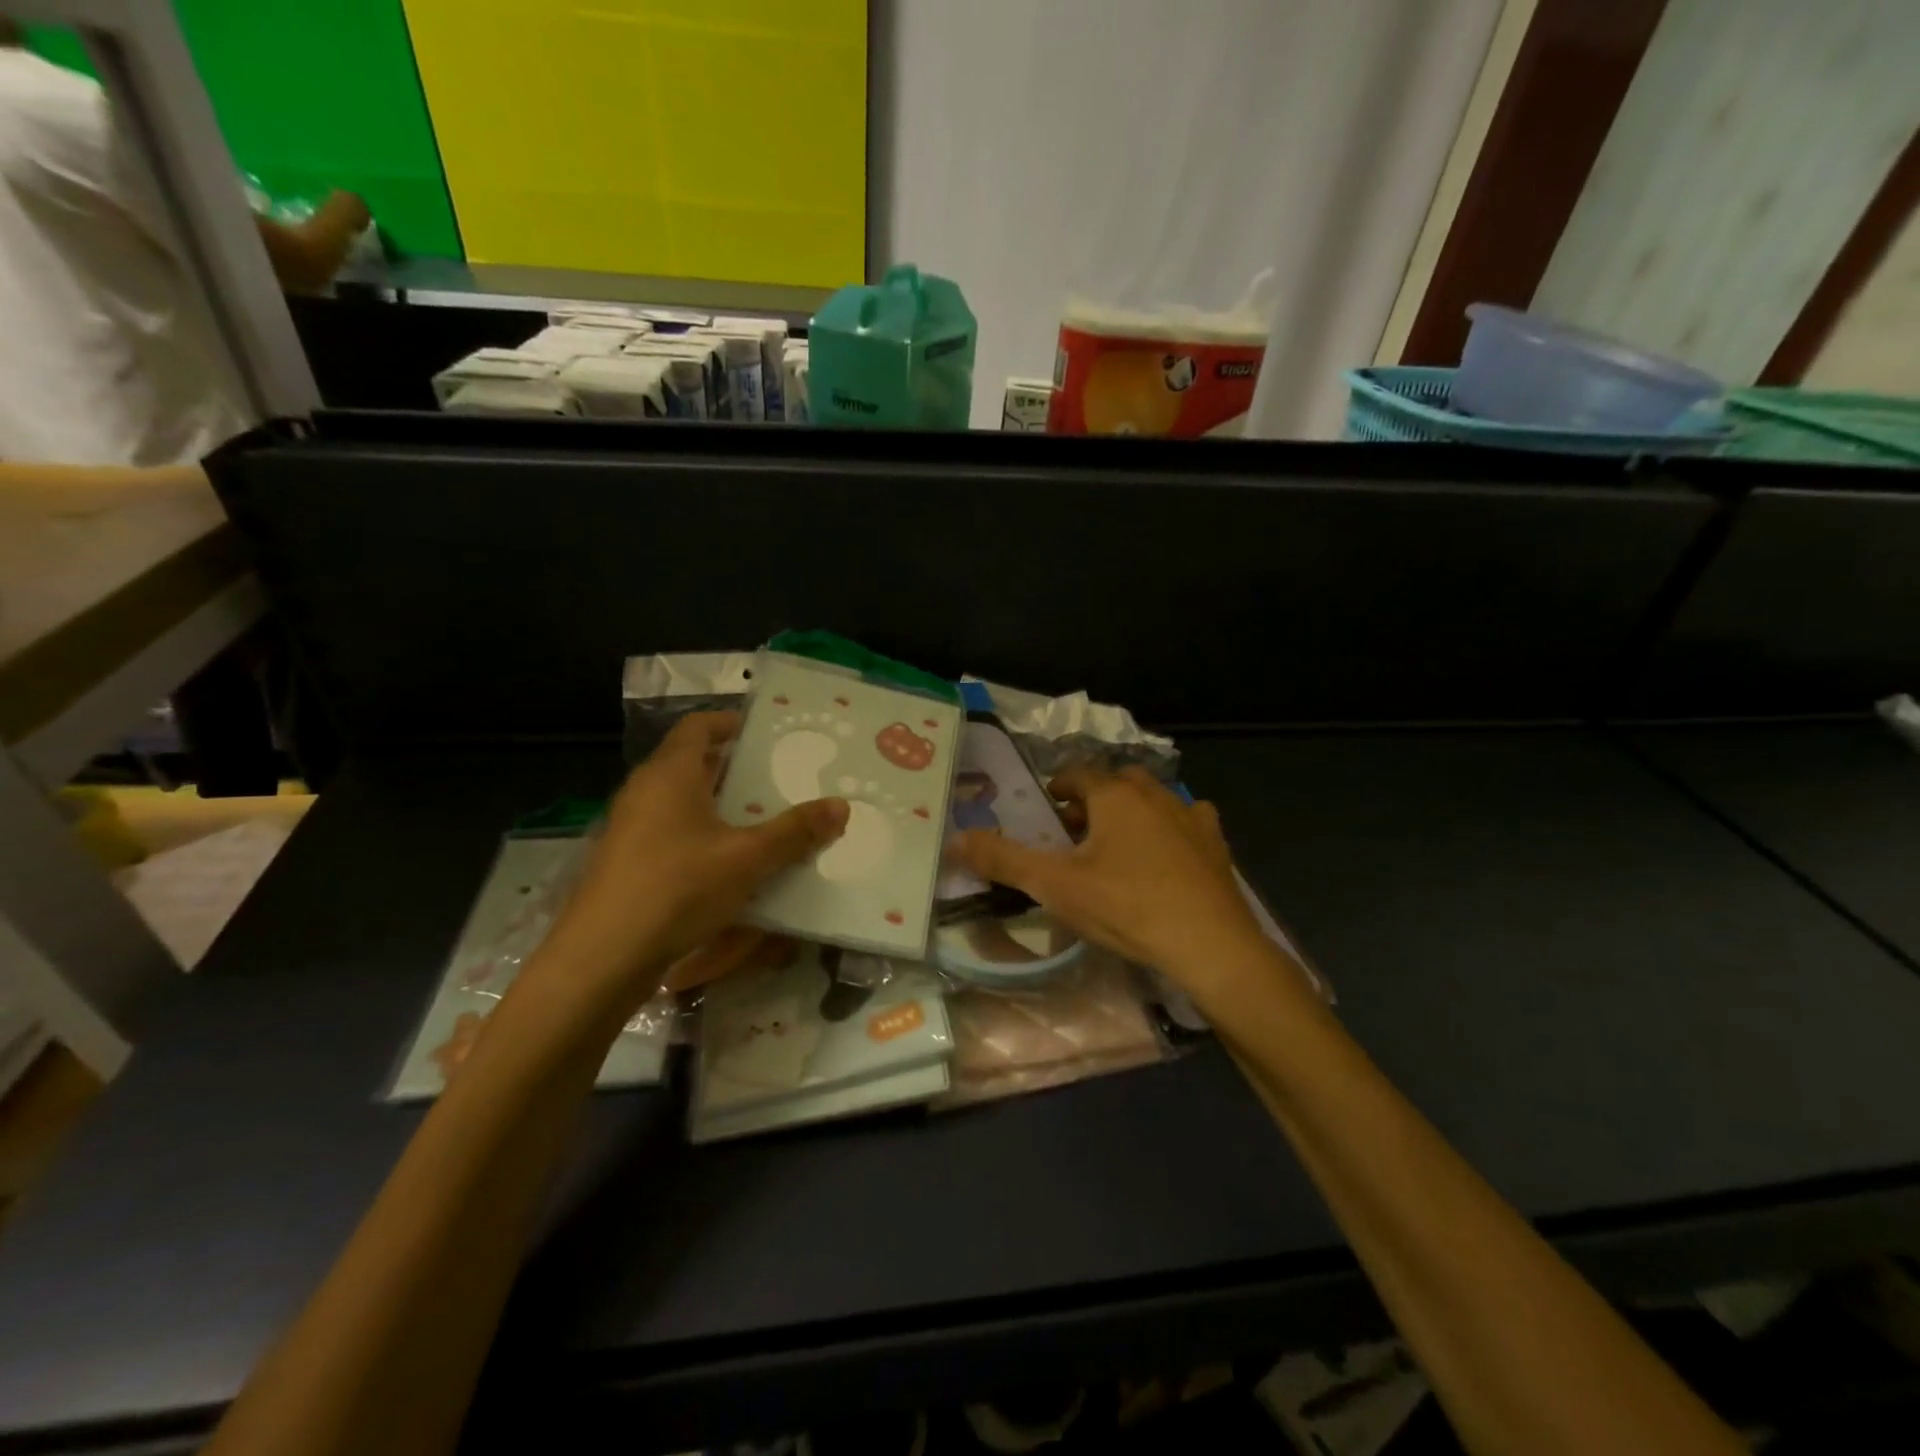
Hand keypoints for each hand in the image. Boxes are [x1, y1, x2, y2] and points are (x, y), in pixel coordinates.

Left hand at [536, 713, 845, 1009]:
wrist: (602, 958)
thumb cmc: (677, 888)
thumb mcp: (747, 858)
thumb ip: (795, 831)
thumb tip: (841, 806)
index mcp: (670, 773)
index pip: (699, 725)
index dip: (732, 722)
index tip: (769, 733)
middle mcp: (646, 791)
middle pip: (695, 764)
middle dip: (738, 769)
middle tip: (783, 779)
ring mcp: (633, 828)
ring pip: (686, 802)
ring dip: (724, 806)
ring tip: (768, 820)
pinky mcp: (629, 863)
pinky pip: (675, 833)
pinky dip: (707, 836)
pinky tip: (736, 864)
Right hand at [951, 766, 1271, 993]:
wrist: (1209, 945)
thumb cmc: (1126, 907)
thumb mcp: (1055, 885)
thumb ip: (1003, 860)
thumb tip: (955, 839)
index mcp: (1113, 795)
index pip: (1076, 774)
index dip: (1056, 788)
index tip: (1045, 809)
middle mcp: (1154, 793)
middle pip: (1114, 783)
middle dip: (1092, 800)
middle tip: (1074, 833)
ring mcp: (1190, 815)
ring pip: (1151, 799)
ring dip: (1130, 812)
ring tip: (1115, 845)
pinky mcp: (1215, 843)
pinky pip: (1187, 821)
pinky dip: (1170, 828)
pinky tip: (1165, 854)